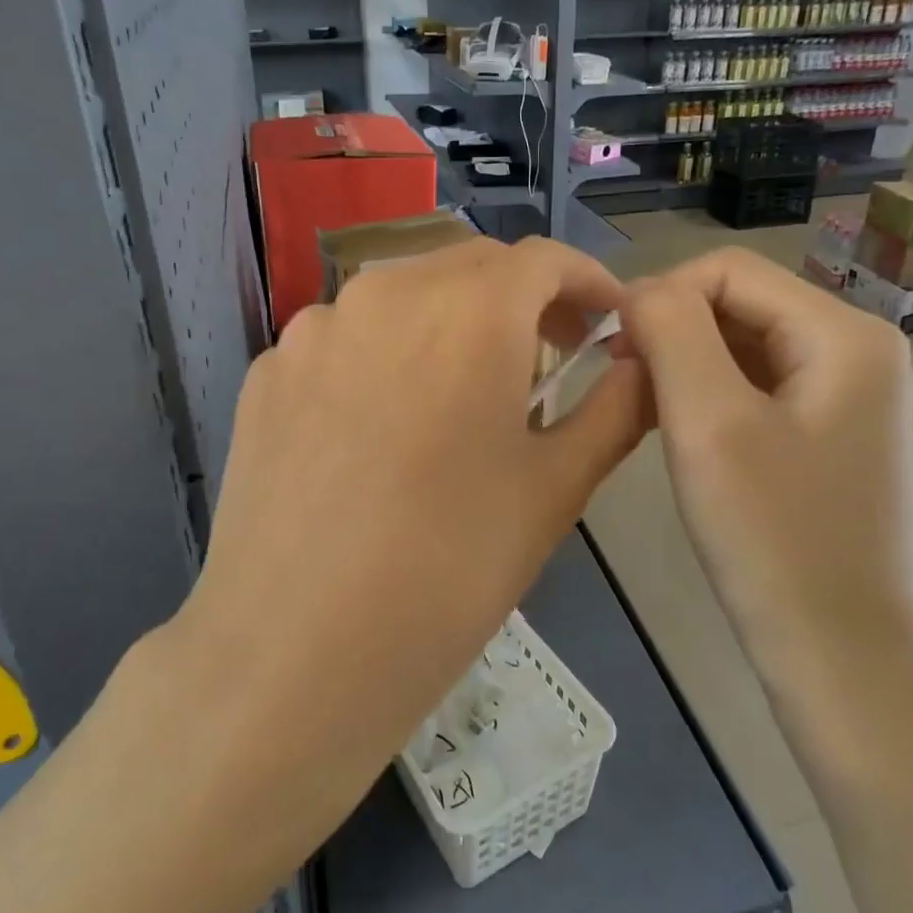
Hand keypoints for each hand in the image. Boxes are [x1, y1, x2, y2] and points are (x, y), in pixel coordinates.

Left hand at [180, 236, 648, 847]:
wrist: (293, 652)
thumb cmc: (448, 570)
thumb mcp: (554, 489)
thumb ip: (615, 409)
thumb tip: (644, 363)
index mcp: (467, 310)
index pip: (545, 260)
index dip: (589, 285)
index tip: (610, 326)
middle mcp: (383, 293)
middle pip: (471, 267)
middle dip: (523, 300)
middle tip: (548, 359)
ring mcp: (313, 329)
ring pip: (403, 296)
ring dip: (450, 322)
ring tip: (464, 392)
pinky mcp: (267, 371)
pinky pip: (345, 338)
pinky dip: (384, 355)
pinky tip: (383, 425)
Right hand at [620, 249, 912, 699]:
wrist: (835, 652)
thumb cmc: (770, 536)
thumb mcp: (708, 422)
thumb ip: (671, 332)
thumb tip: (640, 292)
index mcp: (843, 333)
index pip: (728, 270)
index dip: (660, 295)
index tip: (612, 350)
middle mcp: (856, 347)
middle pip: (738, 302)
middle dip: (672, 331)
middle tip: (623, 383)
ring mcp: (846, 390)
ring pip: (741, 342)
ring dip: (684, 363)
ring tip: (644, 408)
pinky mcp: (828, 427)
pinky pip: (755, 382)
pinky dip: (707, 392)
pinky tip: (678, 428)